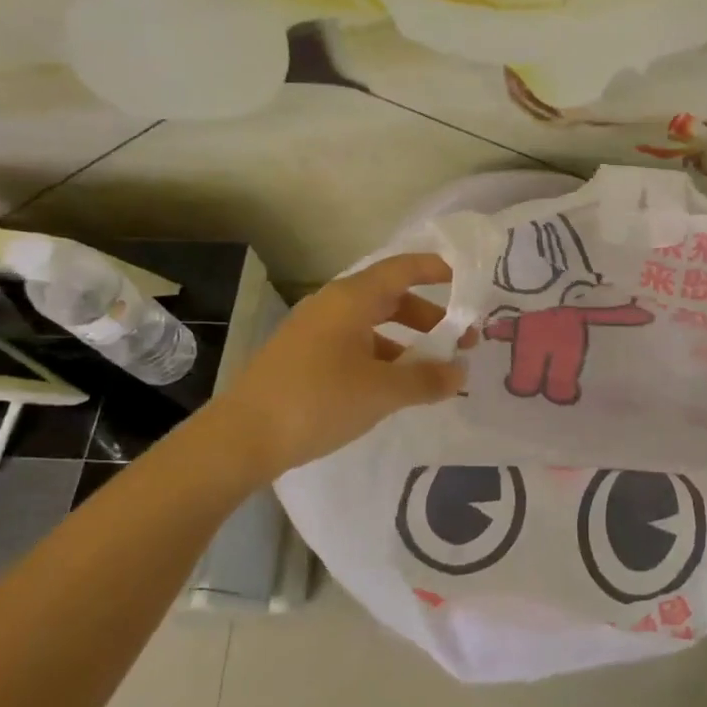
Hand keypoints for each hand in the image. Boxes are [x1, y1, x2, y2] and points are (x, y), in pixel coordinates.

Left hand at [224, 252, 470, 476]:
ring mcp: (313, 331)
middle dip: (427, 317)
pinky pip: (352, 344)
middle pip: (389, 298)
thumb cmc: (318, 401)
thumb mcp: (382, 392)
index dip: (434, 269)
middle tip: (458, 341)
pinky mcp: (301, 357)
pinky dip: (380, 357)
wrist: (242, 438)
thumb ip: (427, 379)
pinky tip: (390, 387)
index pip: (401, 269)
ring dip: (405, 341)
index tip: (464, 280)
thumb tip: (460, 373)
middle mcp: (331, 306)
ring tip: (429, 371)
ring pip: (371, 324)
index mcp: (351, 300)